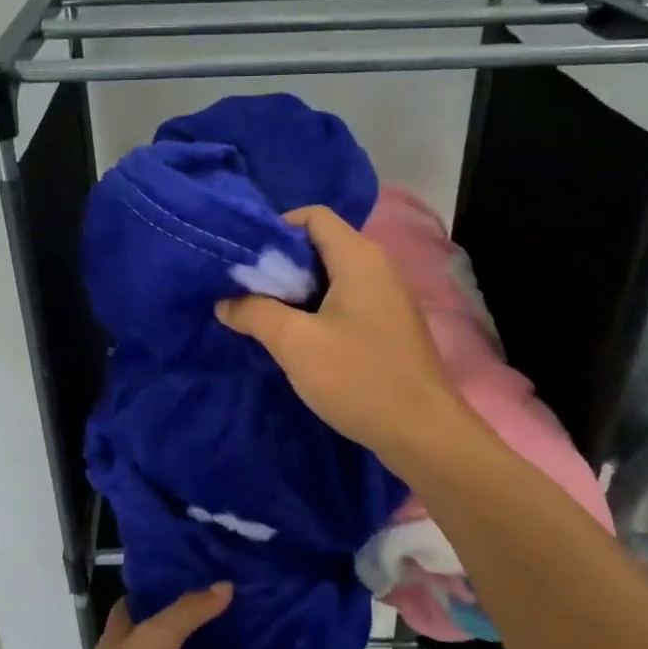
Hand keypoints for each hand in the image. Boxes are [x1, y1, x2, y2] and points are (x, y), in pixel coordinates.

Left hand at [57, 586, 232, 648]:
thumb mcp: (153, 638)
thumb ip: (188, 611)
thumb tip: (226, 585)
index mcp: (126, 638)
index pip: (144, 602)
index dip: (166, 586)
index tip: (203, 569)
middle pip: (178, 638)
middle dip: (207, 624)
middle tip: (249, 600)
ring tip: (266, 638)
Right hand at [216, 205, 465, 464]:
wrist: (423, 433)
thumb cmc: (358, 377)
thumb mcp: (295, 343)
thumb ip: (255, 313)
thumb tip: (225, 302)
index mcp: (358, 257)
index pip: (313, 215)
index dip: (275, 230)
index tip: (247, 261)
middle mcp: (378, 266)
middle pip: (321, 245)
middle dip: (281, 264)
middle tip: (248, 291)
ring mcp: (388, 296)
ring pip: (332, 276)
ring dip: (297, 291)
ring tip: (265, 315)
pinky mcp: (390, 325)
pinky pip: (347, 300)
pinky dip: (318, 309)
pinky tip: (298, 338)